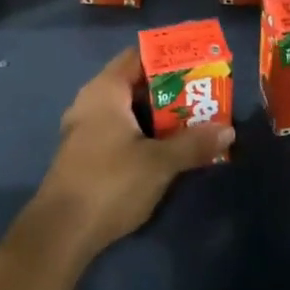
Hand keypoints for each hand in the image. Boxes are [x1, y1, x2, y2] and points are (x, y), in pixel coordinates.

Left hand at [29, 48, 232, 260]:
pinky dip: (143, 133)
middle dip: (171, 89)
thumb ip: (194, 143)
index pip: (138, 56)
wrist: (61, 233)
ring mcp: (85, 129)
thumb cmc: (110, 183)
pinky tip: (167, 148)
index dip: (169, 57)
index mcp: (105, 91)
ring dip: (159, 115)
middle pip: (135, 84)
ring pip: (128, 110)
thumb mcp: (159, 163)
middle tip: (204, 96)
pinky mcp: (85, 154)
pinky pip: (120, 131)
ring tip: (194, 121)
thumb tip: (228, 130)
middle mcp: (91, 102)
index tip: (199, 63)